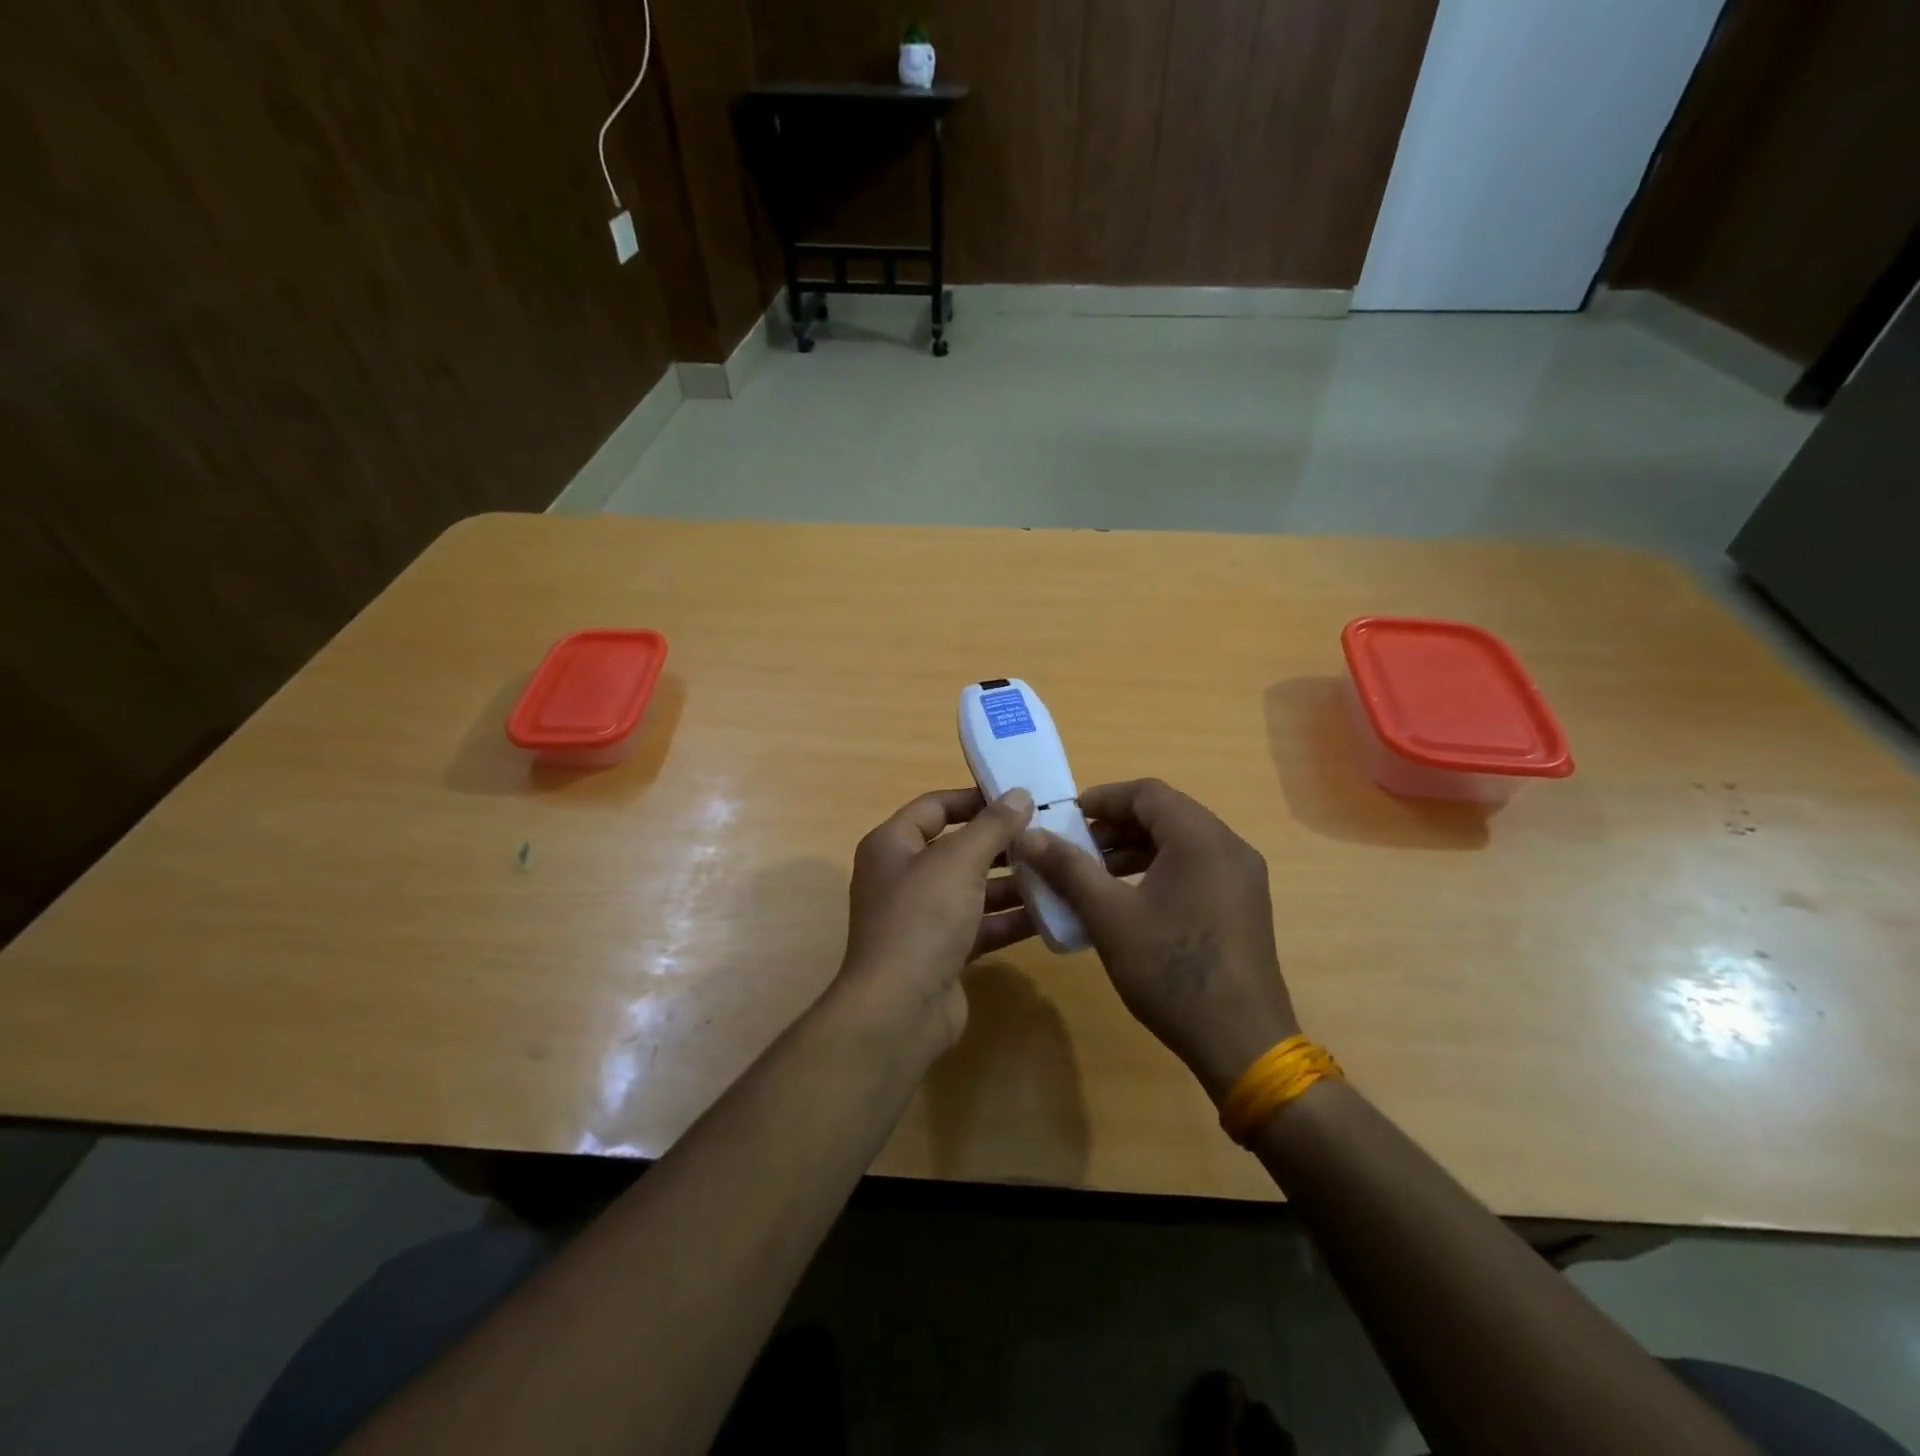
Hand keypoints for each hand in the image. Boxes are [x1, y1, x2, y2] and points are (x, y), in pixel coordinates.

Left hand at [834, 786, 1036, 1052]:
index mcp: (892, 845)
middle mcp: (903, 877)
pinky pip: (981, 925)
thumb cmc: (922, 918)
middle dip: (1002, 844)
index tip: (1019, 798)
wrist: (900, 1009)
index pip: (935, 807)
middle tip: (1048, 836)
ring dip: (1012, 882)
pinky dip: (1010, 919)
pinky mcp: (943, 952)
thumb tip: (1018, 794)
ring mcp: (922, 917)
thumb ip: (992, 826)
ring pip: (973, 889)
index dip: (975, 799)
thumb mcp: (959, 861)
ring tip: (1058, 871)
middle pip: (958, 849)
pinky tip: (1051, 913)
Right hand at [1019, 779, 1298, 1098]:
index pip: (1147, 793)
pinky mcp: (1243, 905)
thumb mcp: (1109, 916)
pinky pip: (1196, 868)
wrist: (1241, 1043)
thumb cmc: (1171, 971)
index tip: (1065, 819)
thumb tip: (1028, 836)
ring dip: (1135, 849)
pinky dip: (1158, 870)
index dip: (1102, 799)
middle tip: (1075, 849)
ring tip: (1094, 875)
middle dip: (1115, 826)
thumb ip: (1068, 869)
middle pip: (1165, 814)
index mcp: (1201, 839)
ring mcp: (1242, 877)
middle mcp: (1229, 847)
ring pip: (1180, 843)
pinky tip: (1129, 899)